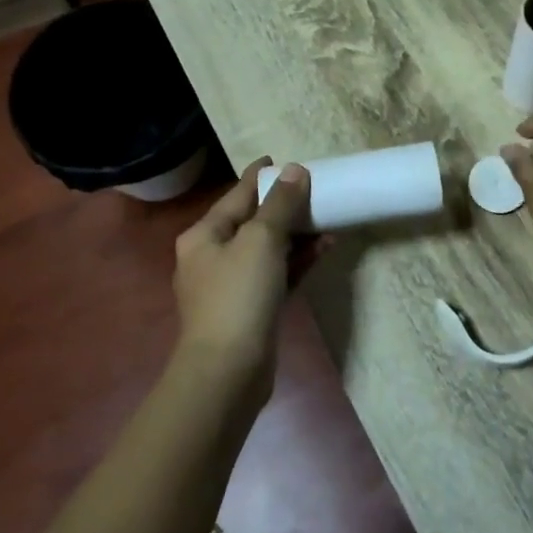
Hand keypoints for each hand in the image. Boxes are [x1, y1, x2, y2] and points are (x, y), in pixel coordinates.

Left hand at [172, 158, 309, 396]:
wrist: (228, 372)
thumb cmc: (238, 295)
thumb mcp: (261, 240)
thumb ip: (279, 204)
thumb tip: (294, 170)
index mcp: (203, 235)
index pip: (236, 195)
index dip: (259, 177)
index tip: (281, 161)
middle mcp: (212, 257)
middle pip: (252, 221)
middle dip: (284, 207)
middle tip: (314, 190)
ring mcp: (231, 286)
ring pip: (267, 249)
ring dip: (297, 235)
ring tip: (328, 220)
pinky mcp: (250, 310)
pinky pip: (277, 274)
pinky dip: (298, 261)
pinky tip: (324, 249)